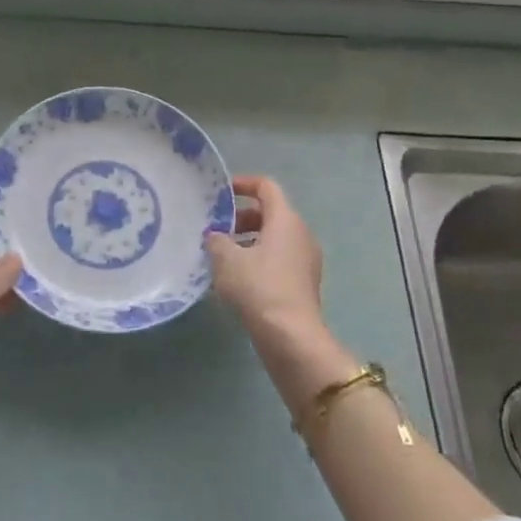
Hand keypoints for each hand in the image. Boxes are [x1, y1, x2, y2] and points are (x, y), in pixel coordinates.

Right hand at [206, 175, 324, 333]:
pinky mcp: (303, 283)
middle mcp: (300, 233)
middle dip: (241, 217)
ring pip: (274, 238)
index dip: (243, 184)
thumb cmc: (258, 287)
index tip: (220, 192)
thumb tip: (215, 236)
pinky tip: (237, 279)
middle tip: (217, 229)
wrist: (291, 336)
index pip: (266, 187)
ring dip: (248, 241)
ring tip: (222, 256)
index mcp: (285, 220)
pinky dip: (259, 259)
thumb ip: (216, 240)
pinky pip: (279, 259)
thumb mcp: (226, 259)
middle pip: (270, 213)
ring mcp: (306, 259)